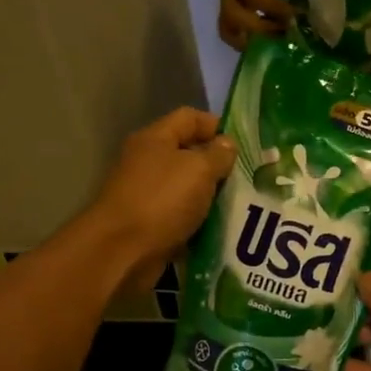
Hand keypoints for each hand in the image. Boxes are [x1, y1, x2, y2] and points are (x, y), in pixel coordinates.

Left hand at [87, 108, 234, 285]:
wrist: (122, 252)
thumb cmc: (161, 200)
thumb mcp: (198, 169)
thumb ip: (218, 154)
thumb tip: (227, 144)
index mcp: (155, 139)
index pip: (189, 118)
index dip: (217, 125)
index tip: (244, 144)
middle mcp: (149, 162)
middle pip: (189, 153)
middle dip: (219, 164)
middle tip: (249, 177)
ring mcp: (148, 194)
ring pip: (189, 188)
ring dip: (213, 196)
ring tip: (243, 204)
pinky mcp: (151, 223)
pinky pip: (183, 216)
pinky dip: (201, 221)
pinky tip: (224, 228)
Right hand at [218, 0, 299, 50]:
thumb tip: (295, 12)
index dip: (274, 8)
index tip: (294, 13)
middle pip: (233, 17)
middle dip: (261, 30)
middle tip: (284, 33)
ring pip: (227, 29)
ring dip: (251, 42)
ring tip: (275, 43)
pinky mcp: (230, 6)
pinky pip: (232, 30)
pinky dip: (250, 41)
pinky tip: (269, 42)